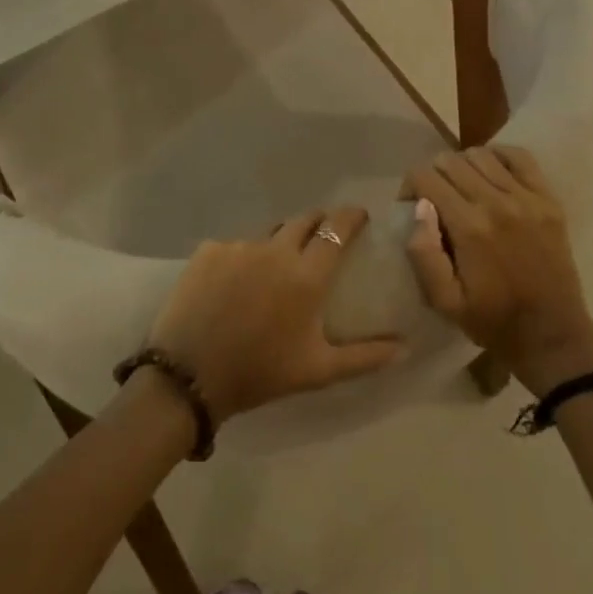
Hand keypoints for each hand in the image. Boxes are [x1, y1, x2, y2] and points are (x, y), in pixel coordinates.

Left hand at [147, 207, 403, 422]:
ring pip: (268, 235)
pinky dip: (243, 260)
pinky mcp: (209, 249)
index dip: (351, 217)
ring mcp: (239, 245)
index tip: (360, 217)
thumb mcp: (318, 371)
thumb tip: (404, 347)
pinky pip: (235, 247)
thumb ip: (364, 356)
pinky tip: (236, 286)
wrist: (189, 376)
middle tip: (323, 239)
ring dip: (279, 245)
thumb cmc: (260, 373)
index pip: (337, 229)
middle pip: (304, 221)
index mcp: (306, 275)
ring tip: (275, 271)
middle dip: (319, 223)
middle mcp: (275, 249)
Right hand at [401, 147, 592, 393]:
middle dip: (433, 175)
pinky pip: (519, 156)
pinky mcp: (548, 200)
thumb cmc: (492, 322)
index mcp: (469, 227)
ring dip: (463, 166)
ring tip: (463, 189)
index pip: (425, 177)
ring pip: (480, 154)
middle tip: (435, 199)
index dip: (409, 186)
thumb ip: (423, 253)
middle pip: (450, 160)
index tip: (411, 206)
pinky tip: (491, 174)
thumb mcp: (444, 302)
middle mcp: (497, 203)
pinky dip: (499, 156)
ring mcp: (527, 198)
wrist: (553, 337)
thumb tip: (419, 207)